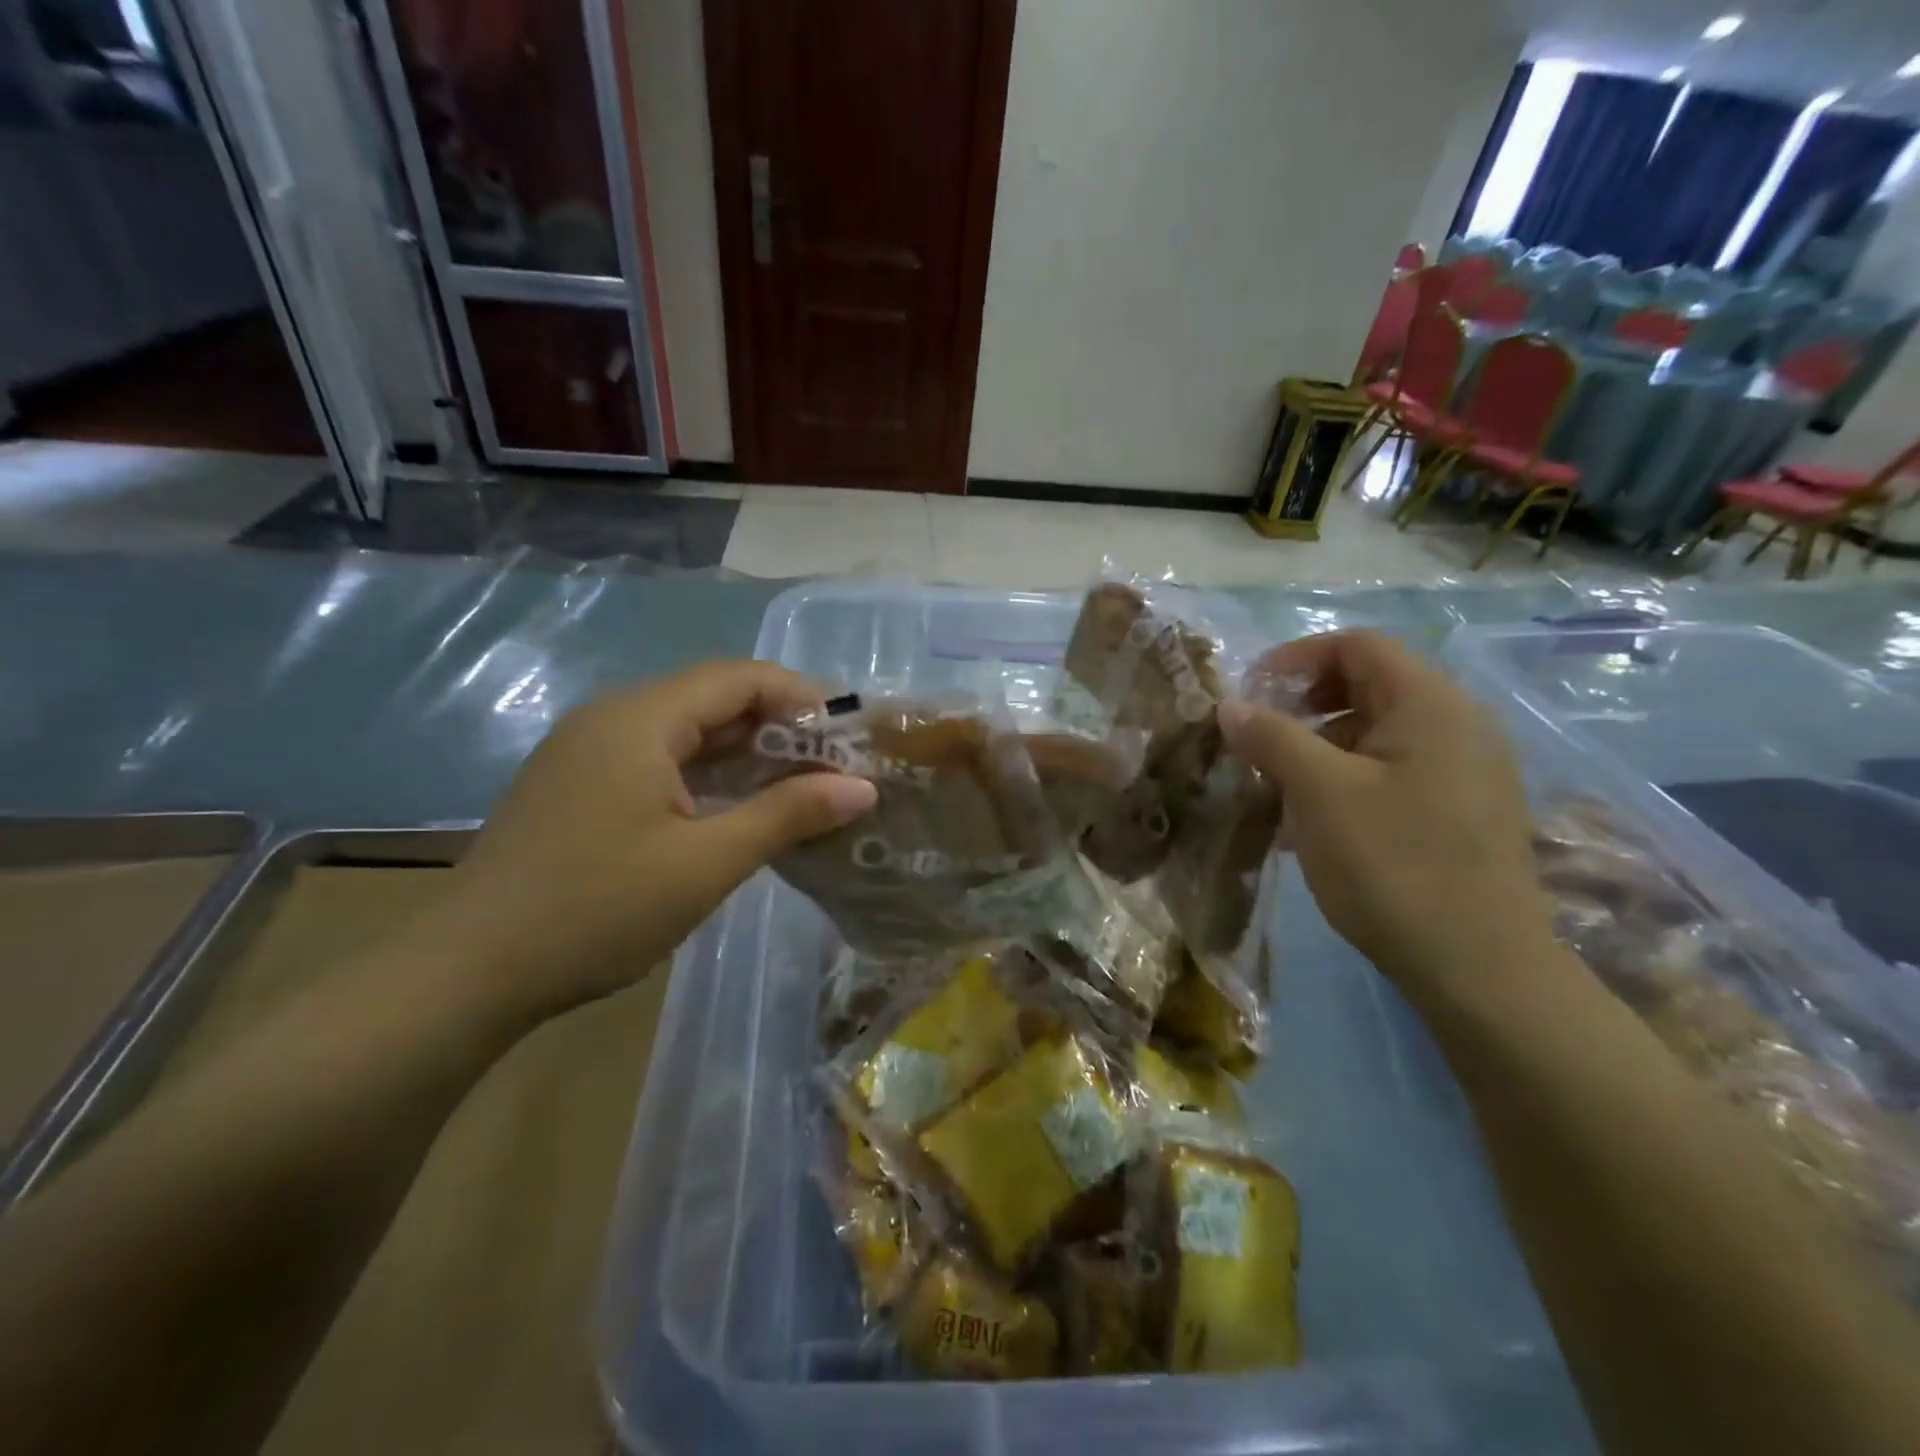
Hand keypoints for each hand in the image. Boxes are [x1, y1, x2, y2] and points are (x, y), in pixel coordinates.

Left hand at [420, 662, 877, 1021]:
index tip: (850, 735)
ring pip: (686, 730)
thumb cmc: (596, 910)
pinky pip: (659, 758)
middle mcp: (611, 717)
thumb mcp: (706, 864)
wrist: (469, 972)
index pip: (739, 677)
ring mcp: (589, 751)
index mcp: (640, 718)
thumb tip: (862, 787)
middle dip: (779, 725)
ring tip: (801, 785)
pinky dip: (708, 773)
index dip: (802, 697)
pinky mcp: (580, 784)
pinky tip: (739, 806)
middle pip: (713, 698)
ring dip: (745, 751)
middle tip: (835, 765)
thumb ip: (787, 815)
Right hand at [1219, 630, 1556, 1006]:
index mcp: (1430, 703)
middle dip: (1303, 708)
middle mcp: (1458, 723)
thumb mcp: (1318, 792)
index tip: (1250, 695)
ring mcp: (1465, 770)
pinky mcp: (1462, 811)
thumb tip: (1230, 705)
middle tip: (1259, 743)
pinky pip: (1393, 772)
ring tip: (1277, 794)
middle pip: (1368, 686)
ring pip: (1376, 734)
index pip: (1357, 645)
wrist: (1478, 968)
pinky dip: (1347, 781)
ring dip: (1318, 750)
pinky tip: (1312, 826)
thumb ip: (1272, 737)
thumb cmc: (1393, 863)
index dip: (1296, 658)